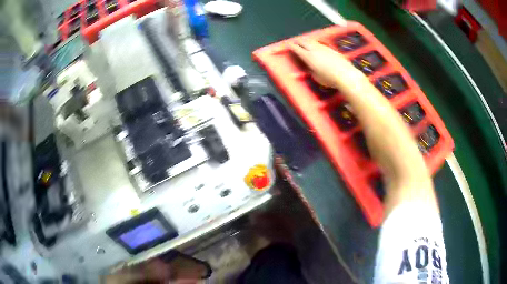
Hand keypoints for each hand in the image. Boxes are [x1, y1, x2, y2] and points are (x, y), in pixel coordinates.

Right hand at [290, 40, 358, 88]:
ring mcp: (324, 48)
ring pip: (312, 41)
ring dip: (307, 41)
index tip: (288, 45)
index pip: (297, 49)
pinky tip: (317, 46)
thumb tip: (310, 68)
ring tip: (305, 42)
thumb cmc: (330, 79)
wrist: (345, 74)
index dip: (292, 46)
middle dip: (298, 41)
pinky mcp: (331, 49)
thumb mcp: (316, 77)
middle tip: (295, 42)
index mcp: (308, 57)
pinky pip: (320, 44)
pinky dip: (316, 44)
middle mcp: (315, 50)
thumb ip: (311, 71)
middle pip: (304, 42)